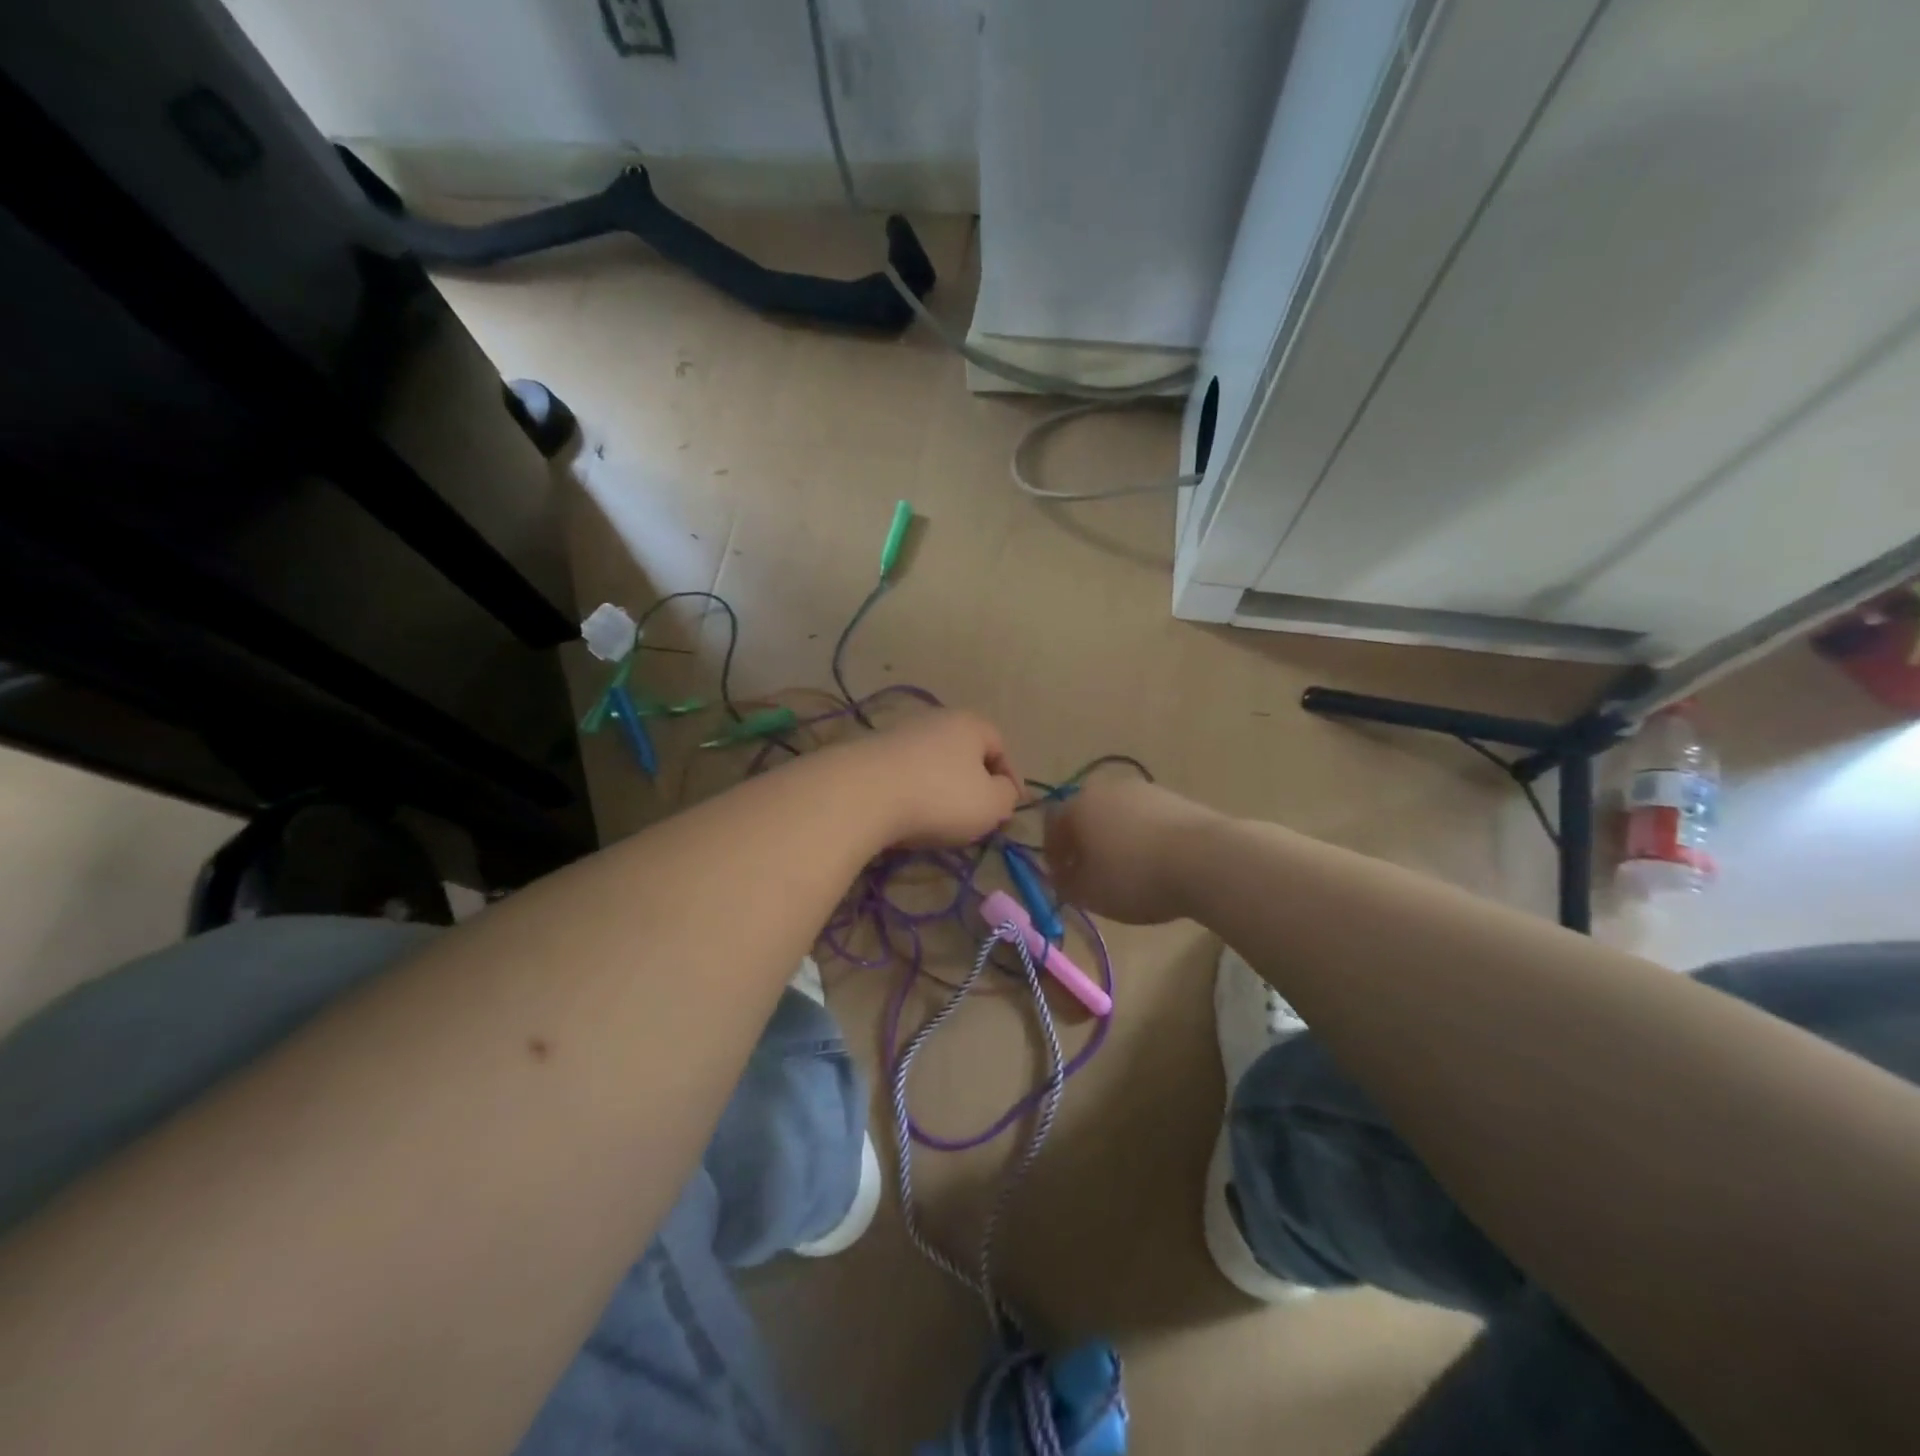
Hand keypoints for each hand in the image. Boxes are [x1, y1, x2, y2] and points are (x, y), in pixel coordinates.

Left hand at [846, 710, 1020, 847]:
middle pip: (964, 752)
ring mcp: (898, 734)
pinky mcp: (869, 754)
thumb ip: (1006, 796)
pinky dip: (911, 794)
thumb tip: (1002, 791)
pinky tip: (907, 816)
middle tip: (976, 816)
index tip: (1009, 809)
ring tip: (940, 821)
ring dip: (940, 789)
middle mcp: (934, 719)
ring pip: (932, 763)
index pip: (1000, 745)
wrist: (862, 794)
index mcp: (969, 723)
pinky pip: (903, 775)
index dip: (1010, 778)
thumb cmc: (939, 797)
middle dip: (973, 784)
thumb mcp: (991, 804)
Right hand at [1044, 776, 1223, 923]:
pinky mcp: (1175, 799)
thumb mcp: (1090, 894)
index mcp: (1078, 806)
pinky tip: (1154, 863)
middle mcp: (1107, 789)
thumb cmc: (1135, 877)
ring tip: (1125, 871)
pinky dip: (1142, 837)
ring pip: (1117, 815)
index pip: (1052, 824)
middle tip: (1089, 872)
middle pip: (1085, 814)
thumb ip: (1066, 886)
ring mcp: (1144, 790)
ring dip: (1114, 839)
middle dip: (1083, 843)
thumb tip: (1062, 878)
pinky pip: (1146, 819)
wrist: (1207, 860)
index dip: (1052, 853)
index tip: (1061, 879)